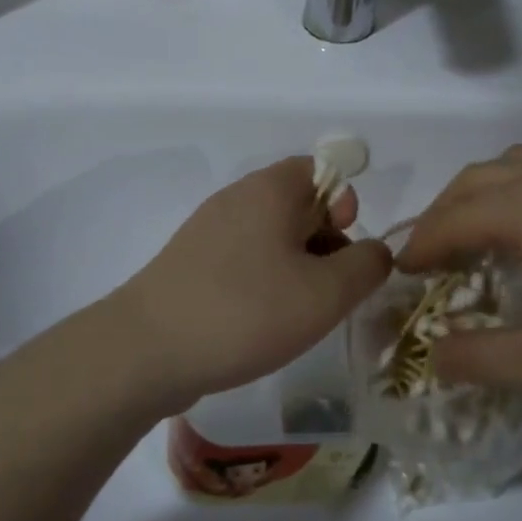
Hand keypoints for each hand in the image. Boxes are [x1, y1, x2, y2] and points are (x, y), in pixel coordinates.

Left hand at [109, 157, 391, 416]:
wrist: (146, 351)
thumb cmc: (246, 312)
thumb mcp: (325, 293)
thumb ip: (366, 265)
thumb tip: (374, 251)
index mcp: (270, 188)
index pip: (322, 169)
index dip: (345, 204)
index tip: (345, 248)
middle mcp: (237, 197)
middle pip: (298, 204)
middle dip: (325, 243)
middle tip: (329, 291)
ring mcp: (208, 229)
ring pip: (271, 235)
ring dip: (297, 267)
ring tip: (298, 313)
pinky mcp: (190, 262)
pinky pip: (243, 258)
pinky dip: (264, 281)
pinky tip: (262, 322)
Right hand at [397, 145, 521, 414]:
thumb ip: (481, 359)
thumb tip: (431, 356)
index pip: (452, 217)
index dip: (419, 246)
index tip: (398, 274)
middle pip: (478, 179)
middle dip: (444, 213)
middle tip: (431, 258)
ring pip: (518, 167)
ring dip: (484, 196)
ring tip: (478, 238)